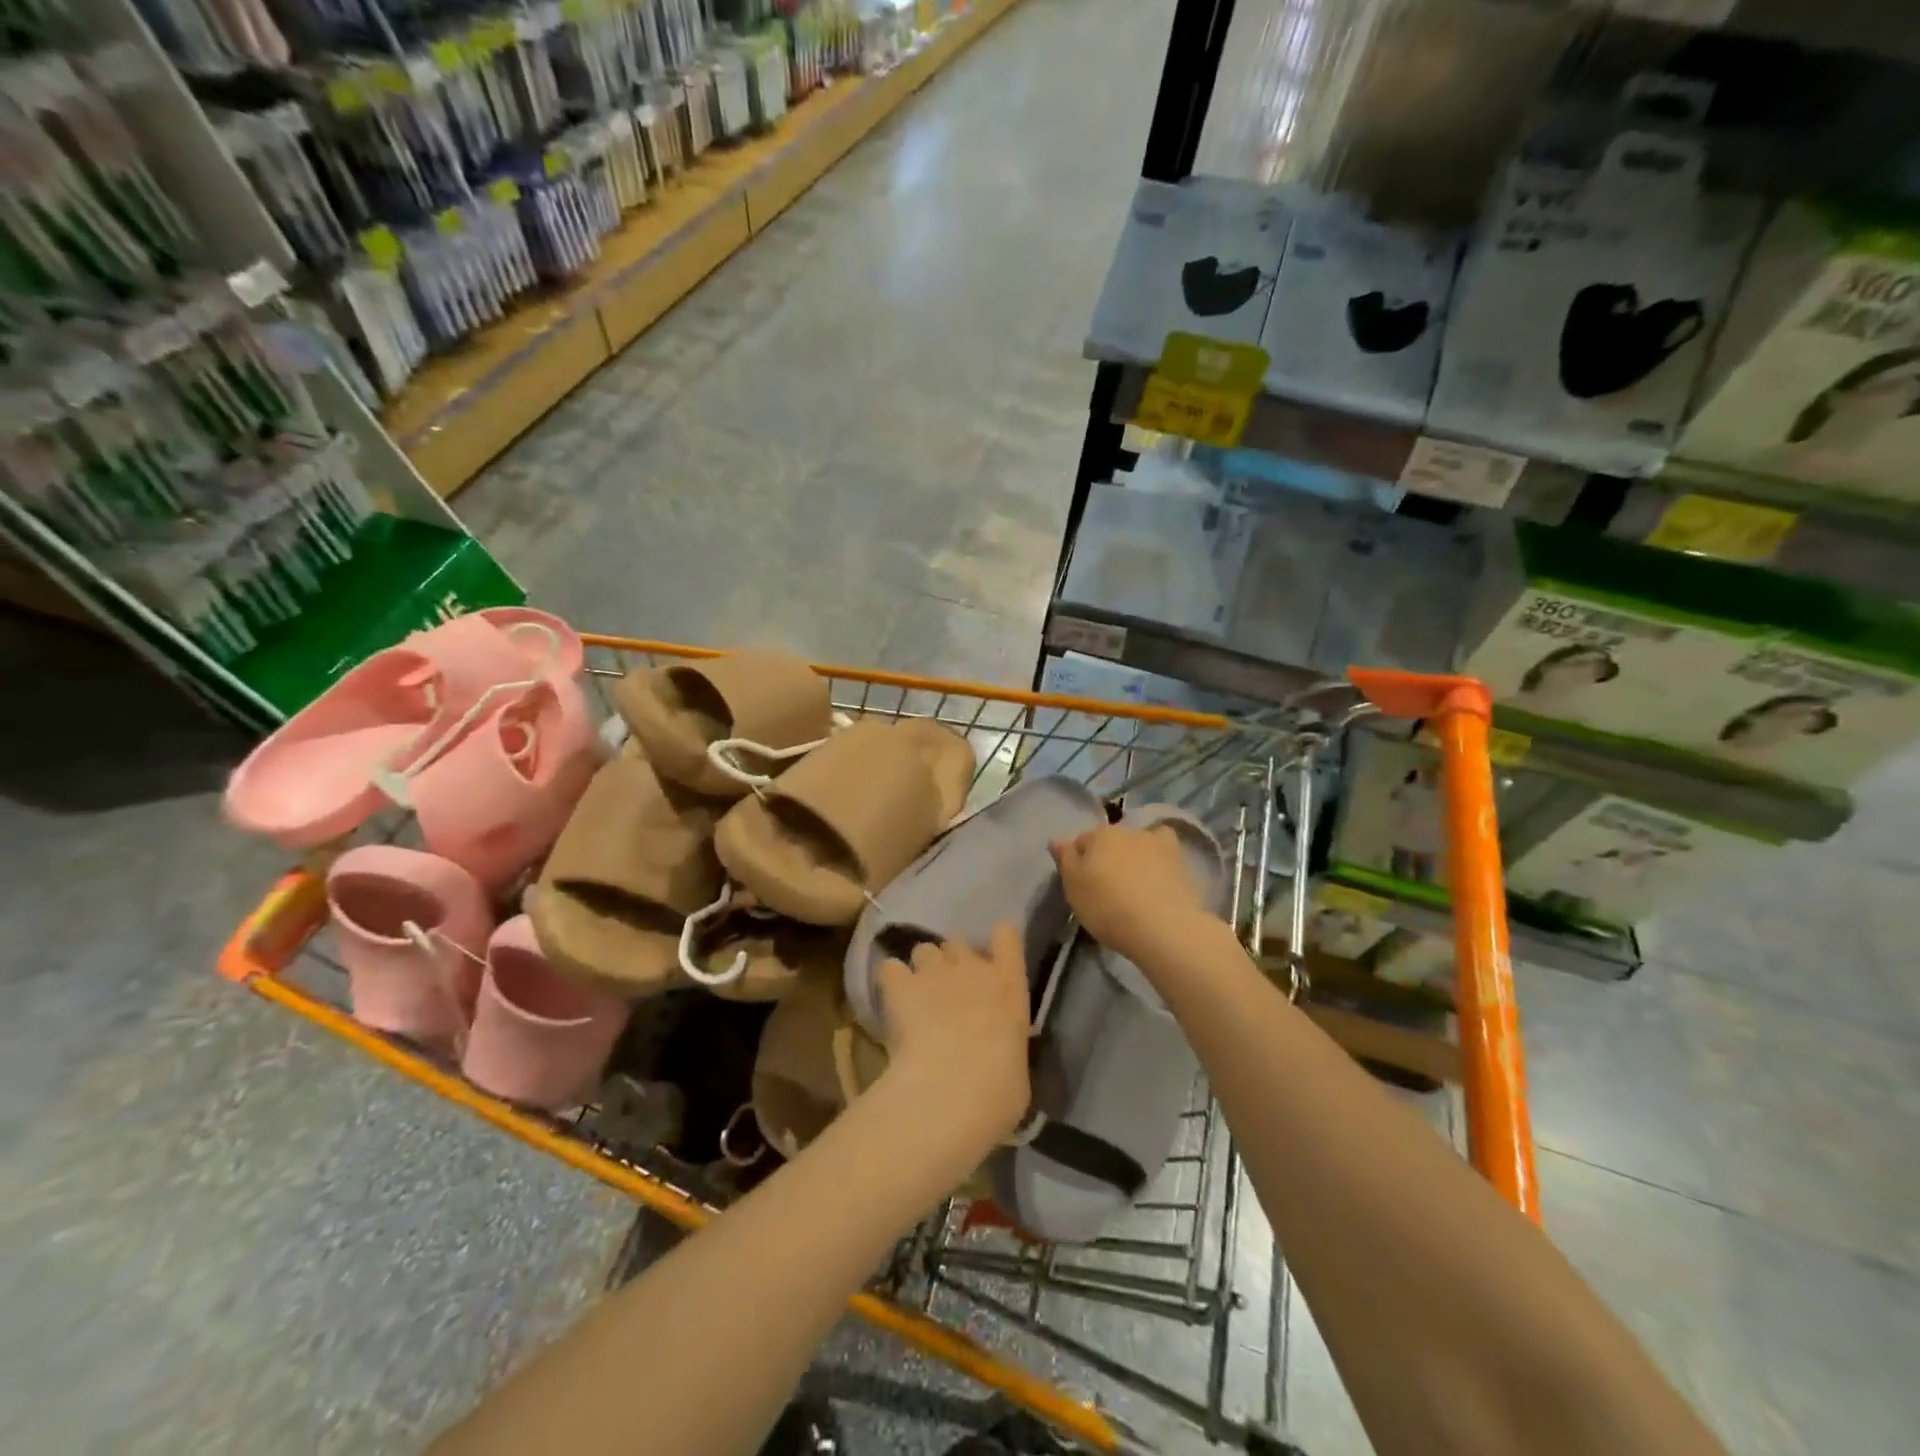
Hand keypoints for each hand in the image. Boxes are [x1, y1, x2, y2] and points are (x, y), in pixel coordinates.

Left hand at [873, 923, 1030, 1153]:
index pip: (1007, 936)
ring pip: (924, 950)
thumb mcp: (1016, 1068)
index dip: (998, 941)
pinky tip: (890, 1000)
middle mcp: (972, 967)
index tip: (992, 956)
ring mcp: (934, 972)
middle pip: (958, 943)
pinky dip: (889, 981)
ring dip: (921, 969)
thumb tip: (996, 1054)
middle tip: (948, 991)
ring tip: (916, 996)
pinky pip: (889, 968)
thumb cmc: (997, 1092)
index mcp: (1009, 985)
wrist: (951, 1092)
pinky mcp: (900, 985)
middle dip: (952, 961)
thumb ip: (1005, 1045)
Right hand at [1051, 824, 1208, 963]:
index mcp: (1098, 835)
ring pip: (1136, 842)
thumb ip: (1065, 859)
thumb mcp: (1073, 887)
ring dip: (1132, 855)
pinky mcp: (1179, 858)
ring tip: (1134, 882)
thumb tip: (1057, 839)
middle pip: (1109, 840)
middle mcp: (1126, 830)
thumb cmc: (1107, 907)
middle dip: (1105, 856)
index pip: (1080, 842)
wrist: (1162, 926)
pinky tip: (1160, 869)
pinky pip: (1164, 847)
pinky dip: (1160, 853)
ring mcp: (1156, 842)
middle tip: (1105, 886)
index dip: (1078, 861)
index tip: (1080, 883)